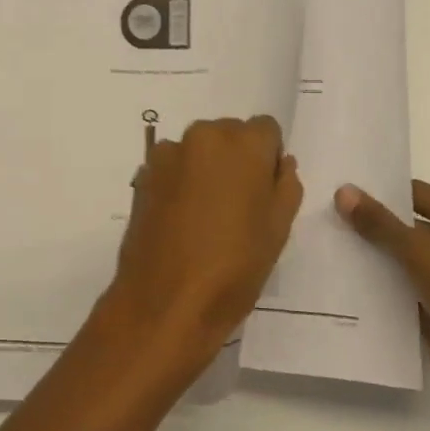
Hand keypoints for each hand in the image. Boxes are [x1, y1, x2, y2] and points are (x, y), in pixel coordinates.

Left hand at [106, 116, 301, 366]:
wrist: (165, 301)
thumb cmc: (234, 267)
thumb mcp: (278, 229)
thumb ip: (286, 185)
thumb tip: (280, 163)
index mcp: (242, 144)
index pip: (266, 129)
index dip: (269, 157)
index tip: (264, 191)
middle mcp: (203, 135)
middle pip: (229, 134)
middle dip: (237, 159)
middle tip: (238, 206)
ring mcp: (168, 153)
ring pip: (199, 150)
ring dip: (206, 168)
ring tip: (206, 216)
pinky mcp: (143, 174)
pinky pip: (173, 166)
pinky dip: (180, 181)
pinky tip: (181, 220)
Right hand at [335, 180, 429, 411]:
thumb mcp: (418, 250)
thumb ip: (378, 222)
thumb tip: (342, 190)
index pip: (415, 193)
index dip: (380, 191)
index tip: (339, 190)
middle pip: (406, 226)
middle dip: (370, 225)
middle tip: (324, 217)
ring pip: (401, 260)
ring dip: (371, 258)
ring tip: (324, 247)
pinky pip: (402, 291)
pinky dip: (379, 288)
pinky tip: (342, 284)